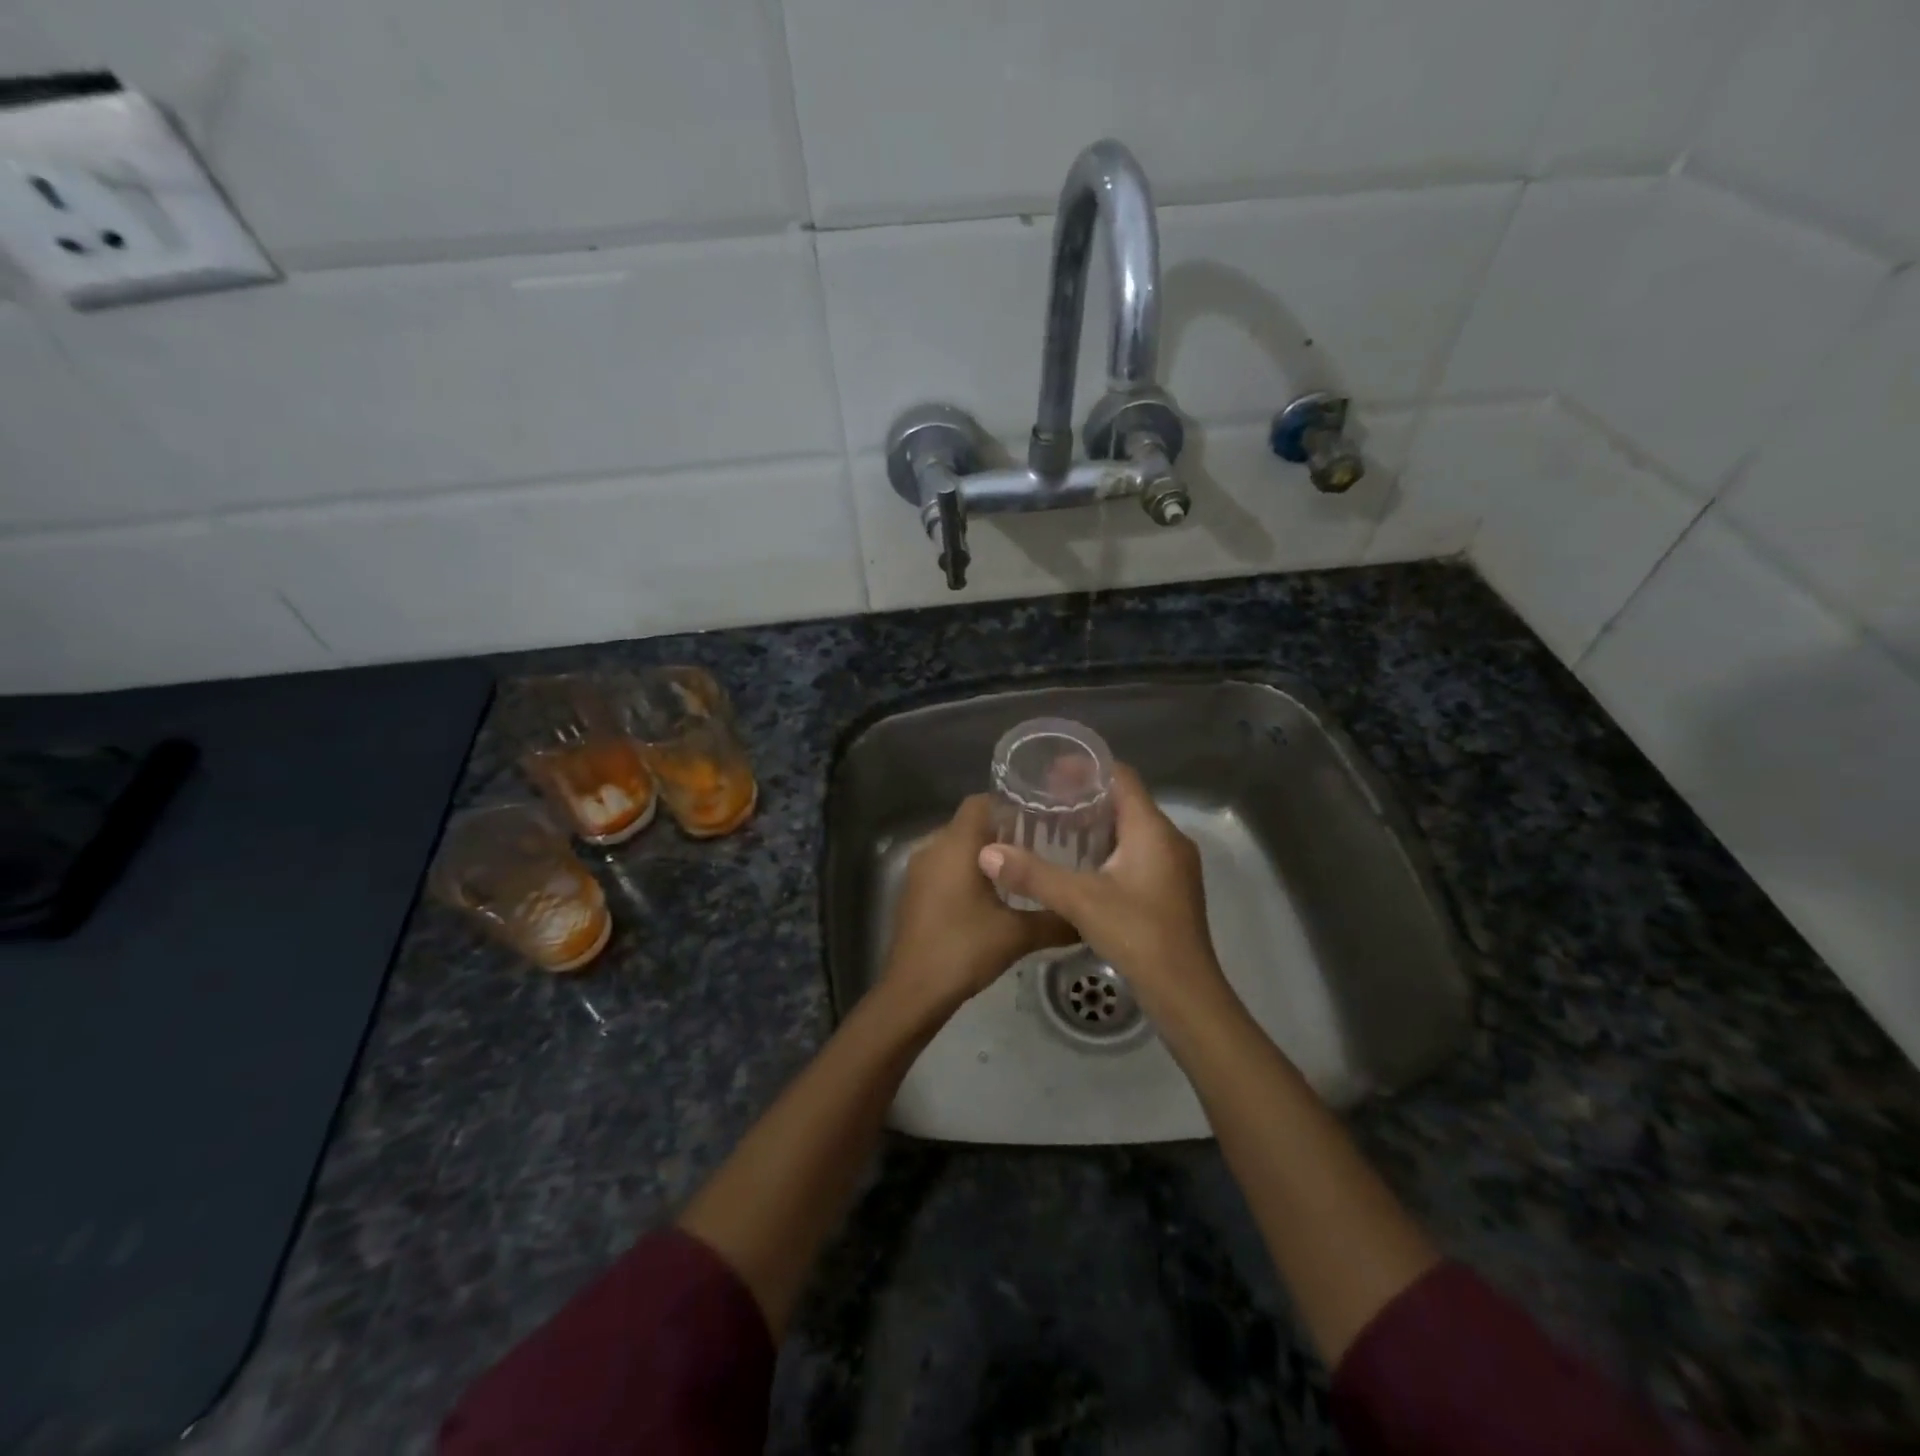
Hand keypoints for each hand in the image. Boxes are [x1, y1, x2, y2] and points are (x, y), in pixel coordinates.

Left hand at [881, 795, 1076, 1014]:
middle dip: (1004, 830)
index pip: (982, 801)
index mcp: (956, 844)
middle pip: (971, 822)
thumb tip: (1089, 914)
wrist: (913, 991)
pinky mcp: (914, 891)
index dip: (1011, 804)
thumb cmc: (963, 950)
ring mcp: (919, 869)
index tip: (1042, 817)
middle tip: (1042, 843)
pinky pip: (944, 865)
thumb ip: (1056, 919)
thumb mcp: (1018, 935)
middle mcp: (933, 847)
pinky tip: (994, 893)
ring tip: (1023, 868)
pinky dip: (967, 869)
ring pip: (957, 845)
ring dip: (985, 852)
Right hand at [976, 764, 1229, 1019]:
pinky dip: (1110, 849)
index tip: (1051, 771)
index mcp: (1153, 830)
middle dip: (1087, 797)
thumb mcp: (1080, 901)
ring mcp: (1174, 866)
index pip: (1121, 777)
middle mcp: (1169, 839)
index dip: (1087, 768)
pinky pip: (1138, 852)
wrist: (1186, 993)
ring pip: (1133, 830)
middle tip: (1046, 802)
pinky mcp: (1171, 889)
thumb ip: (1032, 874)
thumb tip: (987, 853)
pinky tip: (1082, 866)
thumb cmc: (1138, 935)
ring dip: (1098, 825)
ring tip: (1057, 829)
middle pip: (1126, 802)